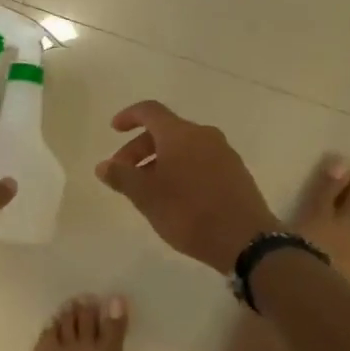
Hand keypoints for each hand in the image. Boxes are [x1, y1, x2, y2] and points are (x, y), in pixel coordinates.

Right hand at [94, 100, 276, 271]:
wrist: (245, 239)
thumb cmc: (188, 212)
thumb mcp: (146, 196)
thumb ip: (122, 177)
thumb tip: (104, 166)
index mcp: (180, 133)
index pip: (149, 111)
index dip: (129, 116)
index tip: (114, 130)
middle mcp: (204, 135)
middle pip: (165, 130)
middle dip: (140, 148)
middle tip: (124, 174)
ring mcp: (224, 153)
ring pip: (184, 147)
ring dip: (160, 161)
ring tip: (148, 189)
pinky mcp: (236, 172)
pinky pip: (201, 161)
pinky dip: (181, 169)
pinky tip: (176, 196)